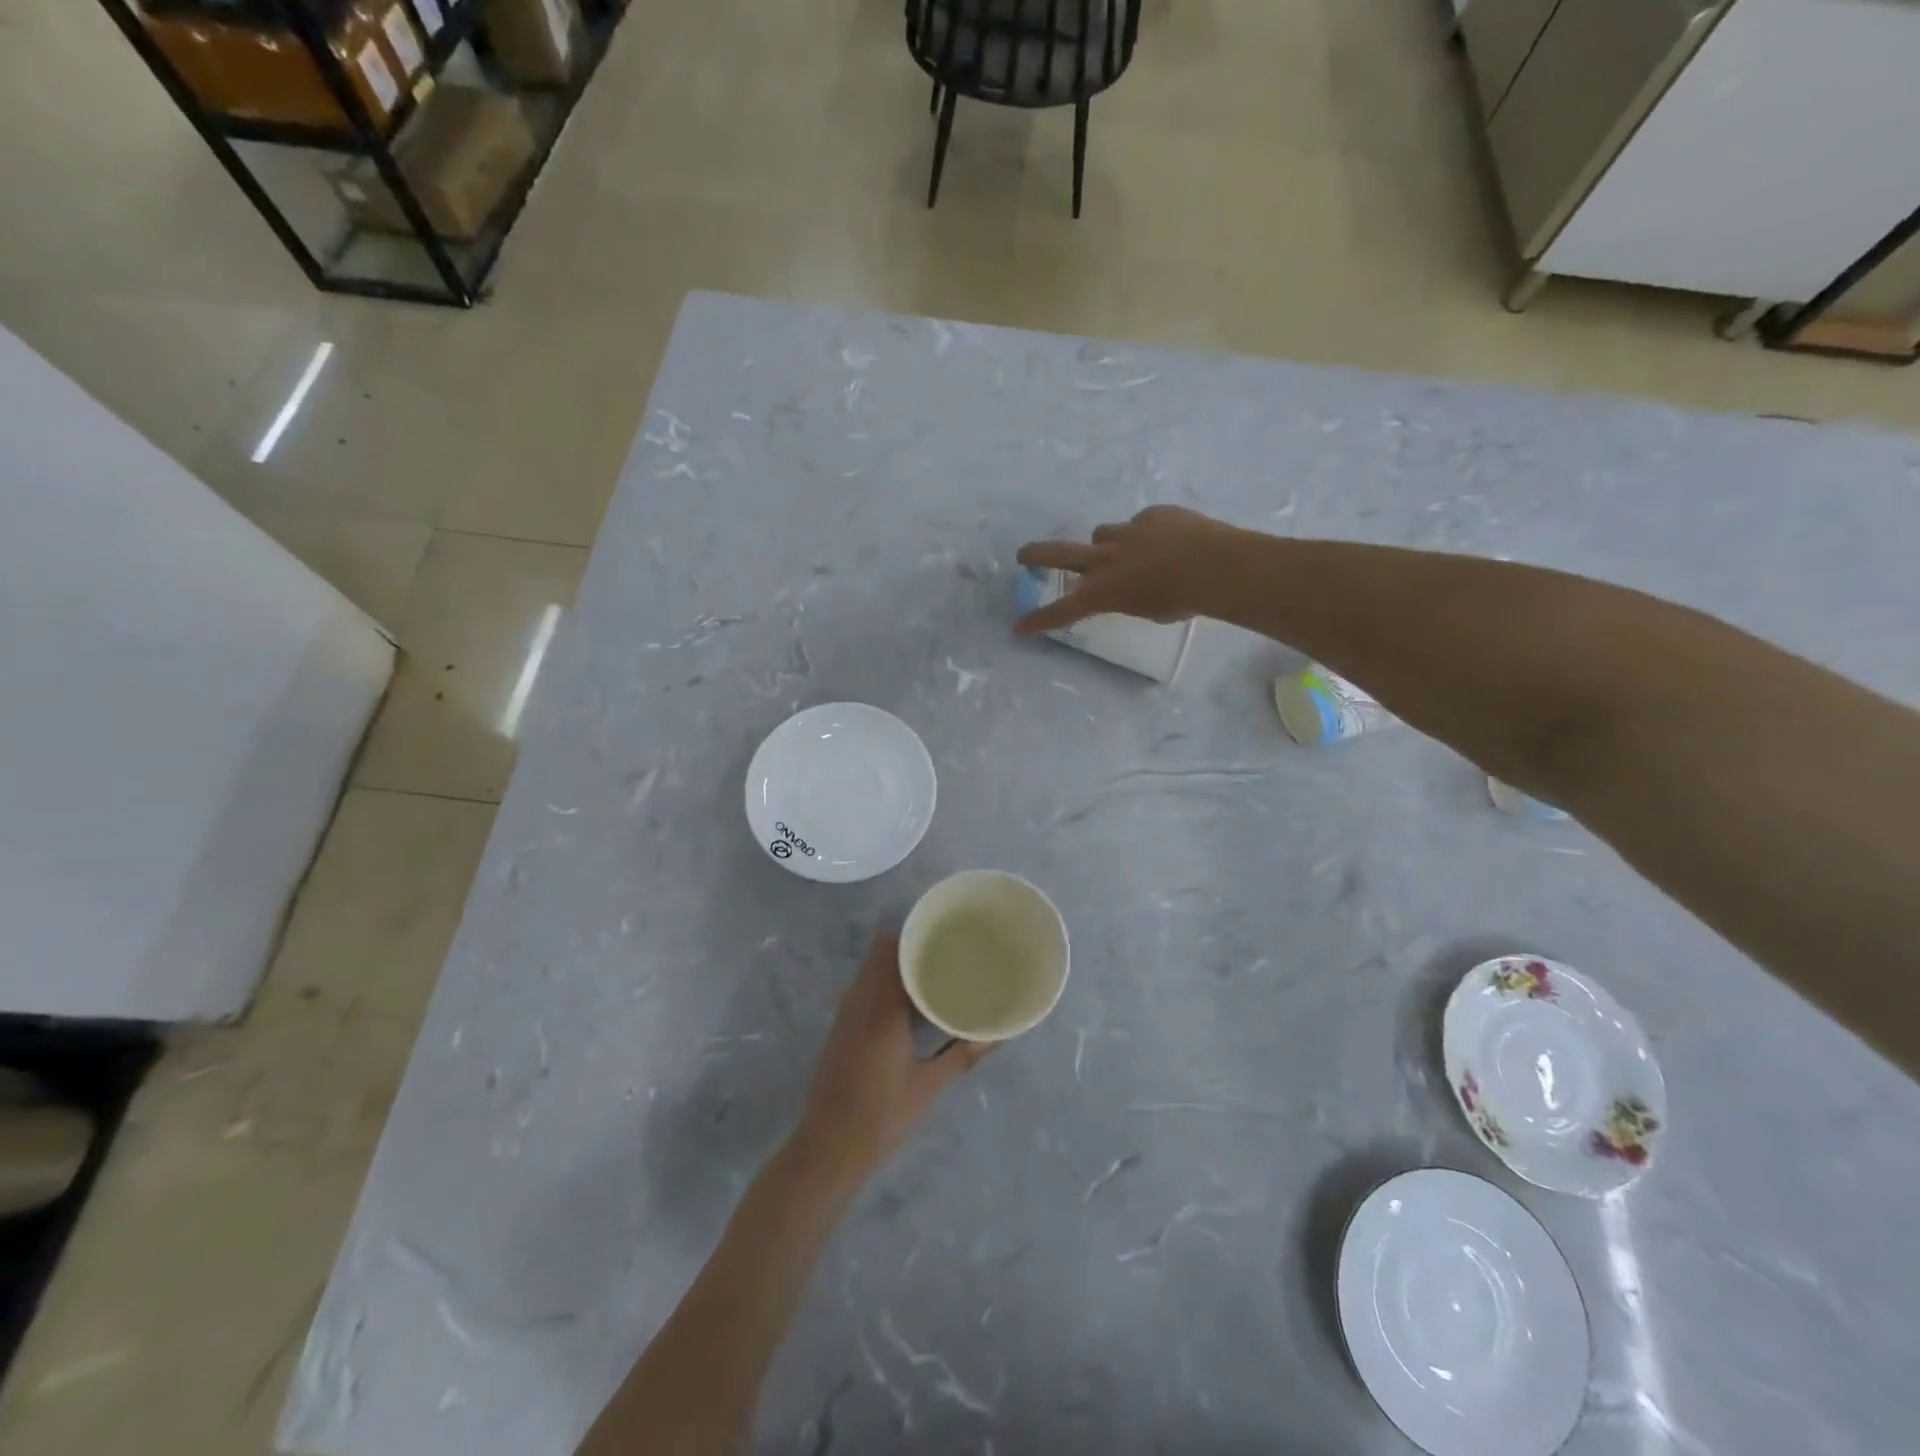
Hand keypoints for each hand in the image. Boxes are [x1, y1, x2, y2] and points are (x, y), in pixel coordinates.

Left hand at [789, 933, 992, 1190]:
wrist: (826, 1151)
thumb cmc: (881, 1118)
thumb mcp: (929, 1087)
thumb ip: (962, 1054)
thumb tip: (998, 1033)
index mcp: (882, 1008)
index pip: (893, 948)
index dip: (917, 933)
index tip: (947, 931)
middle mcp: (859, 1000)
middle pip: (880, 951)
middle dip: (910, 944)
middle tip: (946, 947)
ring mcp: (845, 1013)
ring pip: (870, 968)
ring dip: (896, 962)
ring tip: (934, 967)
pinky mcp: (840, 1027)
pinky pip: (863, 986)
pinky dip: (884, 980)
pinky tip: (909, 999)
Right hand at [1014, 506, 1242, 634]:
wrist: (1215, 565)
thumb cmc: (1183, 601)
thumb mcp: (1148, 610)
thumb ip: (1129, 597)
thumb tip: (1130, 584)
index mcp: (1104, 592)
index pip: (1063, 610)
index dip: (1038, 619)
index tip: (1018, 626)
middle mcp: (1106, 559)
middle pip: (1060, 554)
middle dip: (1038, 554)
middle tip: (1022, 554)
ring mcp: (1127, 532)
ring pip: (1101, 533)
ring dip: (1106, 542)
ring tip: (1128, 550)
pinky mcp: (1151, 515)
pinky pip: (1141, 523)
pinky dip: (1147, 533)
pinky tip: (1170, 541)